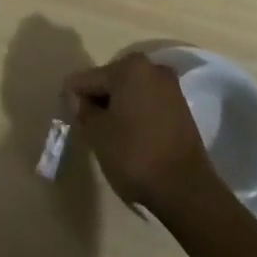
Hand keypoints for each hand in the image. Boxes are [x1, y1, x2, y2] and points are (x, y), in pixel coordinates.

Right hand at [65, 53, 222, 216]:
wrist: (186, 189)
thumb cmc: (135, 155)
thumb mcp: (98, 133)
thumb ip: (82, 110)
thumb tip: (74, 96)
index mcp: (129, 67)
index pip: (89, 78)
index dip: (75, 98)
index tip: (70, 118)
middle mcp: (151, 68)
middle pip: (112, 81)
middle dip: (99, 101)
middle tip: (90, 129)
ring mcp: (170, 87)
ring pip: (131, 93)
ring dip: (118, 109)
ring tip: (110, 137)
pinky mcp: (181, 108)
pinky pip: (148, 104)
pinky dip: (136, 116)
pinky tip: (131, 138)